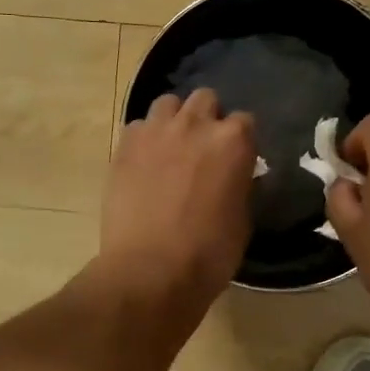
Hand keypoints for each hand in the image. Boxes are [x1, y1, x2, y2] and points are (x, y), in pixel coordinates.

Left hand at [98, 89, 257, 314]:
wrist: (149, 270)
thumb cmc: (207, 254)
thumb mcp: (241, 220)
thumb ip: (238, 185)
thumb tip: (232, 177)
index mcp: (233, 142)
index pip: (245, 121)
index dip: (240, 141)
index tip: (235, 159)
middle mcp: (195, 125)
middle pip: (205, 99)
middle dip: (207, 118)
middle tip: (202, 149)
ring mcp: (155, 131)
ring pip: (168, 104)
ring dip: (174, 120)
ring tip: (171, 148)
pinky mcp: (124, 146)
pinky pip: (138, 127)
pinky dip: (144, 139)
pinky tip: (144, 163)